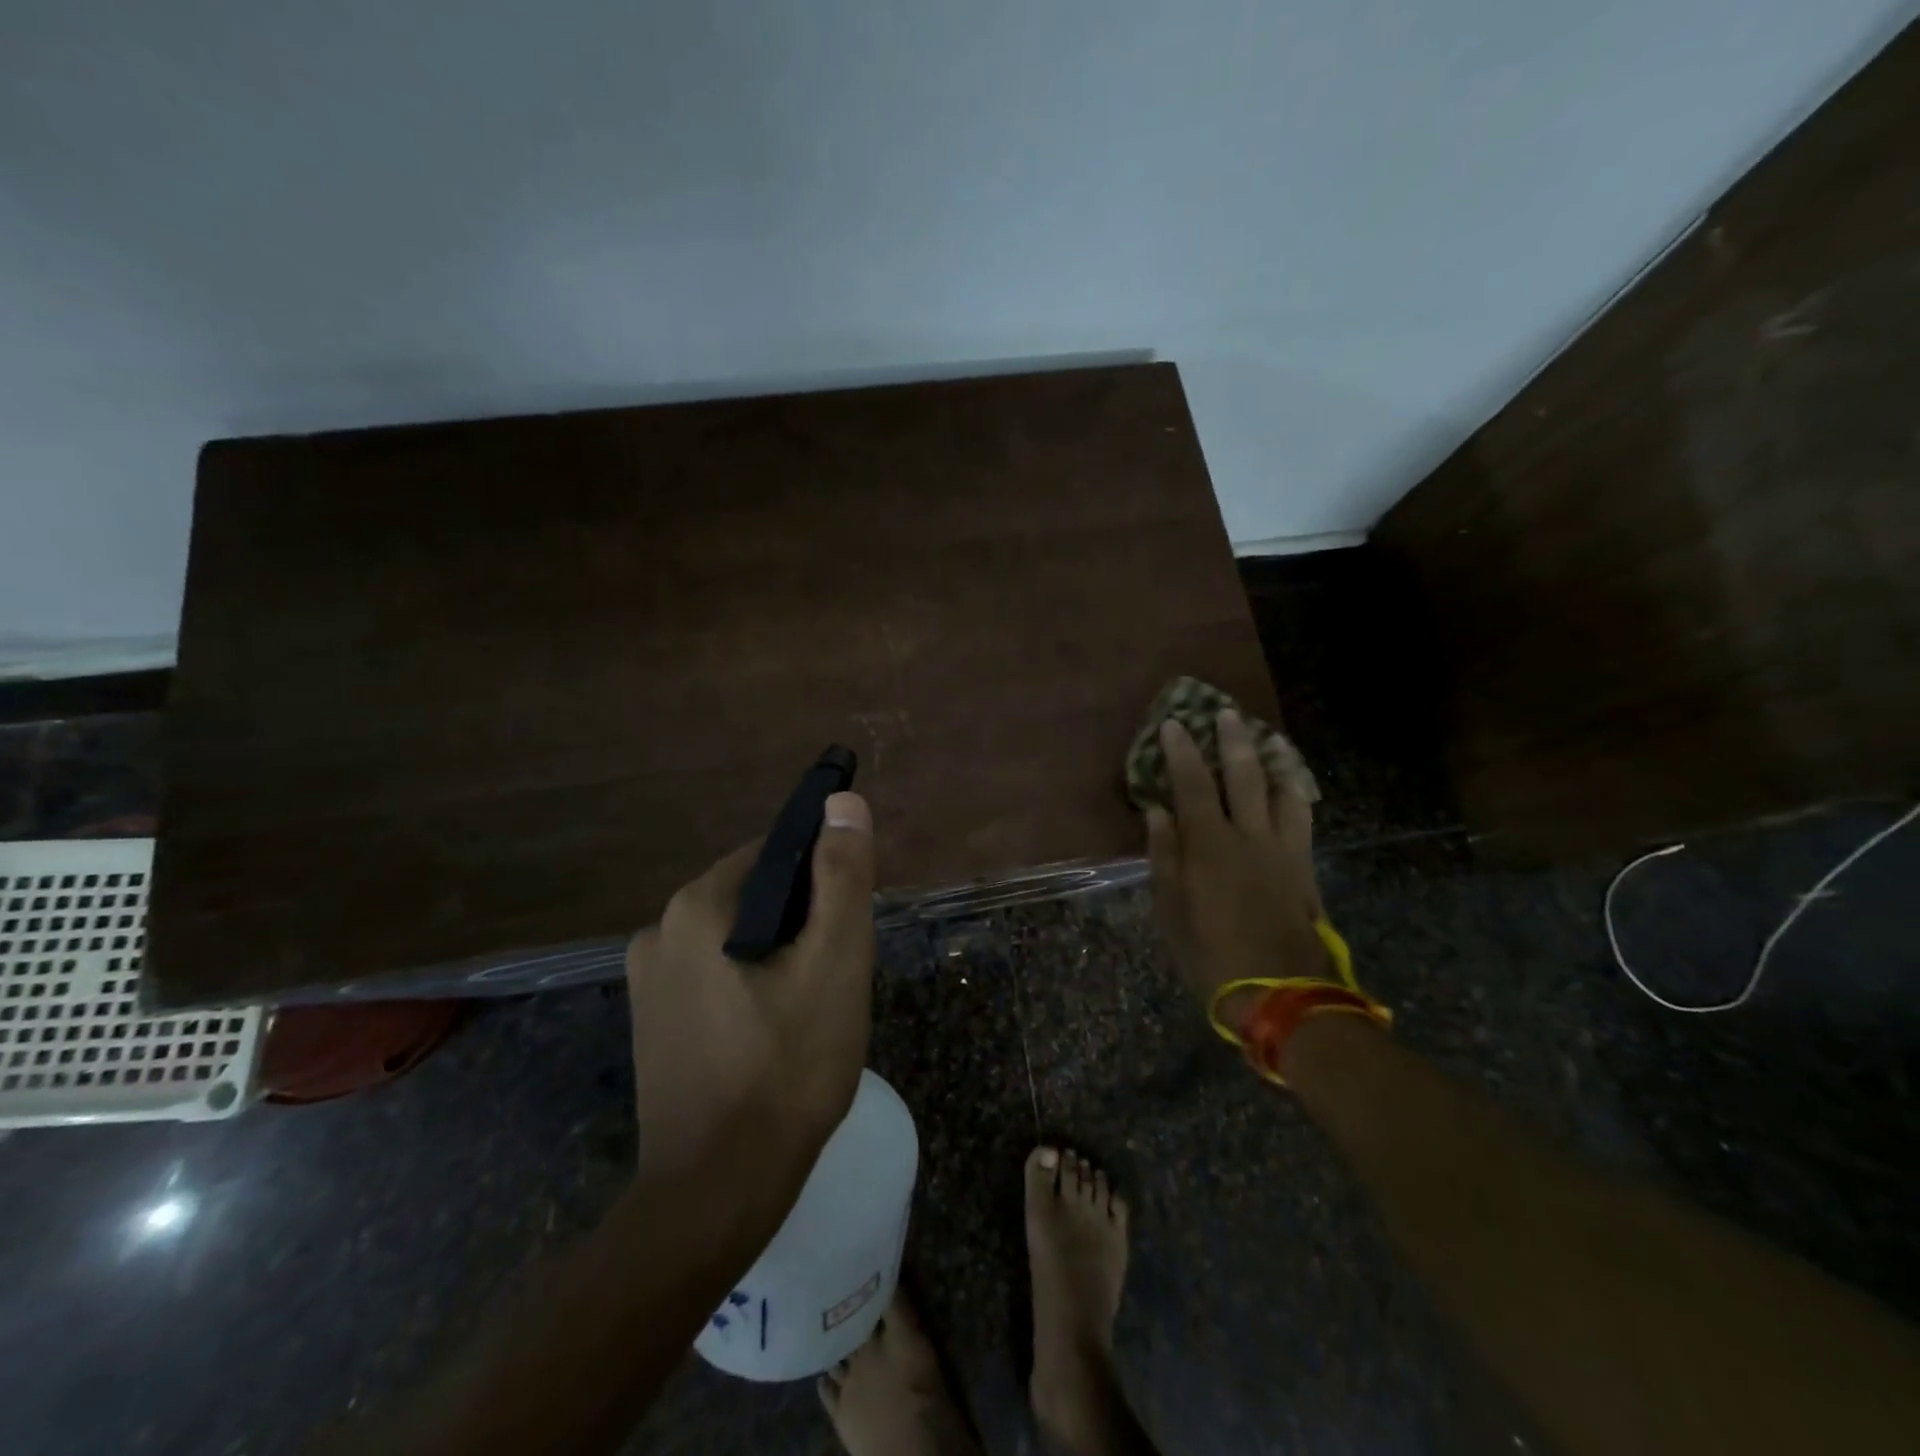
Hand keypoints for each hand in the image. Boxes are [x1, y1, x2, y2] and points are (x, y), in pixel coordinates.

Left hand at [624, 792, 876, 1188]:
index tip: (848, 926)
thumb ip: (841, 876)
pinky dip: (751, 986)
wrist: (718, 1192)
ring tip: (811, 1010)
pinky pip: (716, 976)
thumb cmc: (787, 1068)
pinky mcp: (652, 1023)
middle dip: (802, 923)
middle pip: (755, 896)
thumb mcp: (834, 962)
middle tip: (836, 977)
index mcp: (696, 905)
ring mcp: (648, 982)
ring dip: (779, 956)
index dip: (822, 881)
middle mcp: (659, 931)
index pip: (774, 854)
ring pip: (737, 938)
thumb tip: (844, 803)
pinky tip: (775, 1034)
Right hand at [1145, 711, 1327, 1033]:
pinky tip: (1292, 785)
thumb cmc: (1211, 953)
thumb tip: (1157, 812)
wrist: (1280, 993)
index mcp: (1209, 844)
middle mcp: (1249, 835)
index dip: (1182, 751)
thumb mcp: (1170, 909)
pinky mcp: (1305, 866)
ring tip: (1268, 738)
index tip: (1174, 723)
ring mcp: (1283, 848)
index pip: (1192, 783)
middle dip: (1232, 739)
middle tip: (1226, 712)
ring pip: (1282, 789)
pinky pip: (1302, 815)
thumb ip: (1164, 855)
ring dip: (1274, 759)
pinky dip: (1295, 791)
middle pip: (1243, 775)